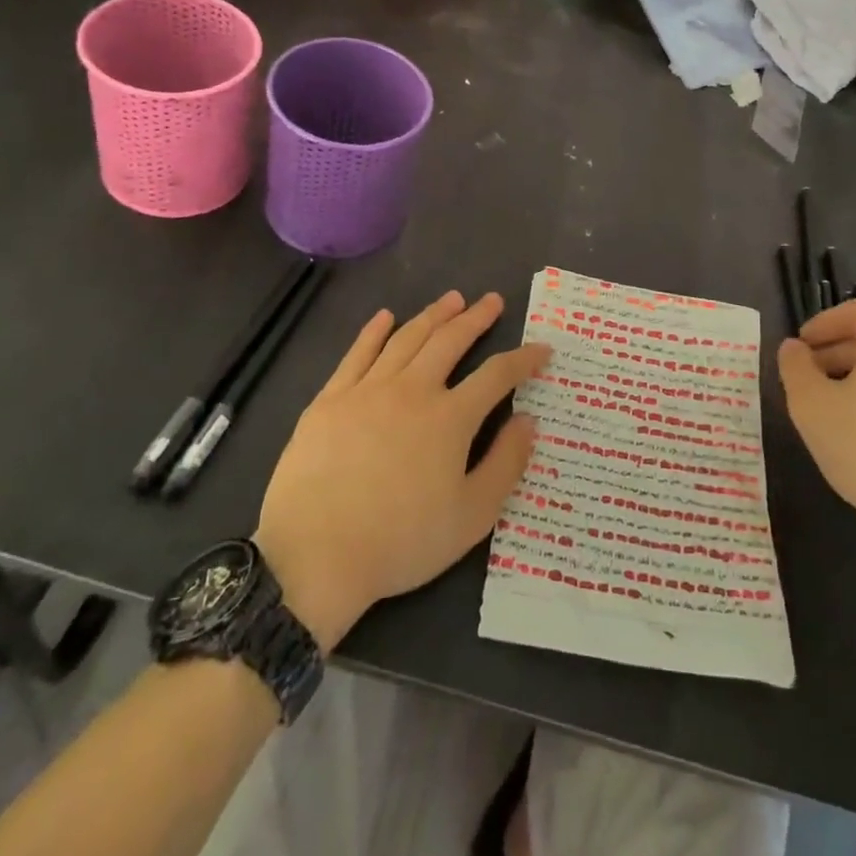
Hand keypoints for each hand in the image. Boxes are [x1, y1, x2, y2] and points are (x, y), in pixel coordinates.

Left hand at [253, 291, 544, 650]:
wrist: (314, 556)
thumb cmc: (400, 542)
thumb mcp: (471, 517)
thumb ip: (505, 464)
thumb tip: (528, 420)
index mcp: (450, 418)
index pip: (496, 375)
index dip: (523, 359)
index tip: (541, 348)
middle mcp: (412, 390)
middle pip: (450, 341)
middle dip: (476, 318)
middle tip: (492, 300)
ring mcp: (367, 390)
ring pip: (407, 338)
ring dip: (433, 315)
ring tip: (451, 299)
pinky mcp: (330, 399)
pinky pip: (357, 353)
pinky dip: (374, 331)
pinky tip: (385, 317)